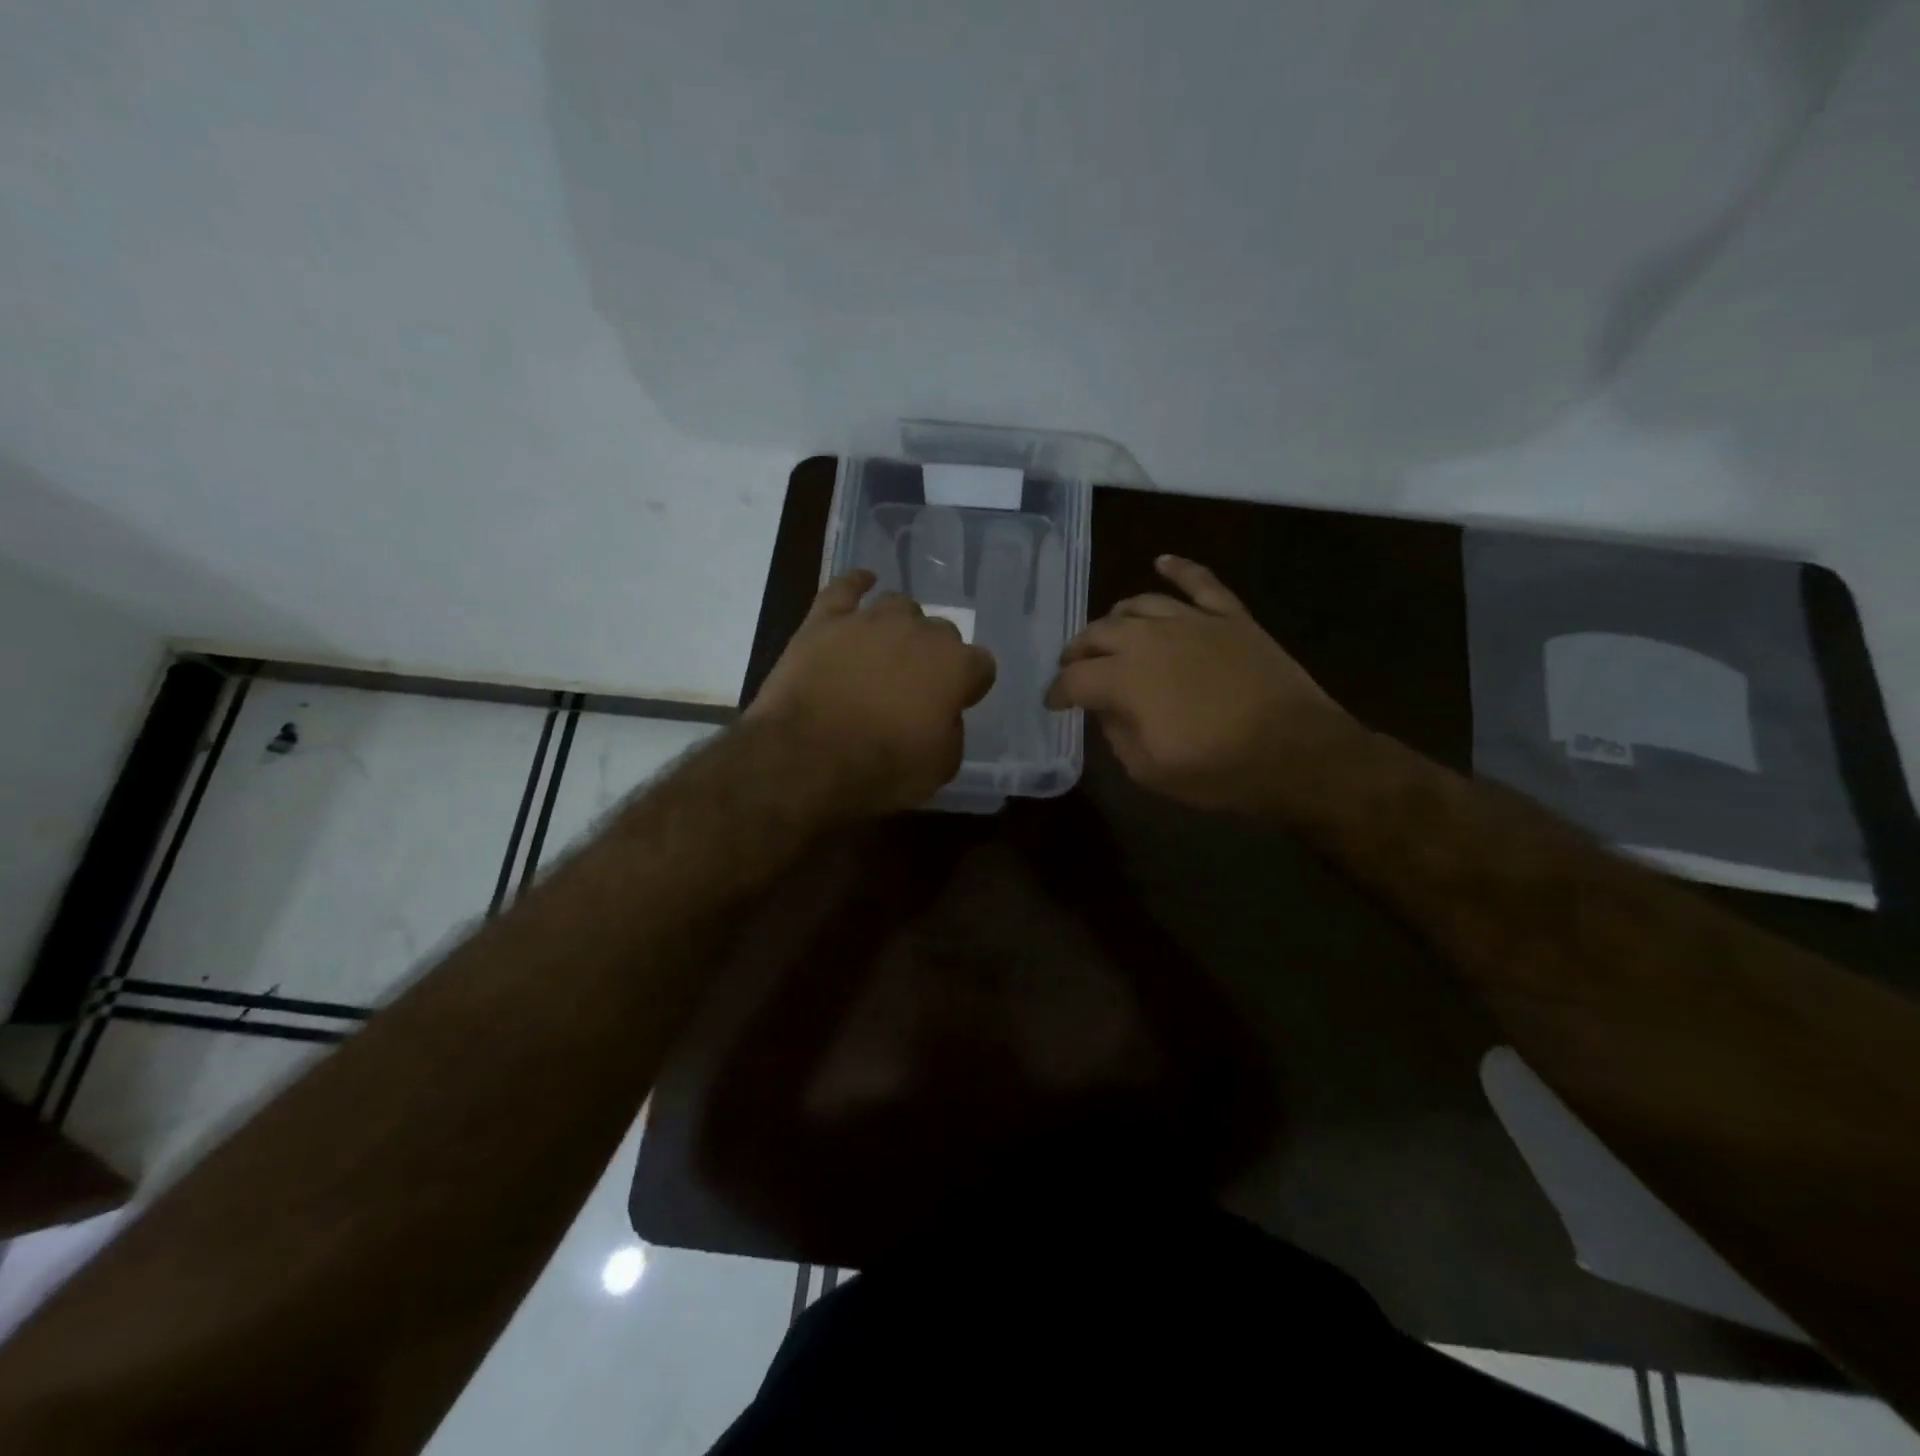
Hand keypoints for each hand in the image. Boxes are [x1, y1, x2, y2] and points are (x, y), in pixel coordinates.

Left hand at [748, 570, 996, 816]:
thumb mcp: (939, 768)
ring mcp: (870, 619)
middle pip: (941, 631)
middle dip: (934, 656)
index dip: (969, 686)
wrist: (805, 757)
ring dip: (900, 627)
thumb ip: (951, 732)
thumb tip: (942, 715)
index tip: (956, 704)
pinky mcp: (825, 619)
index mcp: (955, 667)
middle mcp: (919, 632)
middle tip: (915, 686)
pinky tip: (863, 583)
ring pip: (899, 606)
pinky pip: (846, 587)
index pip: (981, 665)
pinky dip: (856, 584)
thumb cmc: (881, 769)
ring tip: (887, 651)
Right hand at [1044, 556, 1356, 812]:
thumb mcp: (1149, 770)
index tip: (1054, 703)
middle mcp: (1149, 638)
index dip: (1058, 692)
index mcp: (1124, 678)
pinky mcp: (1230, 616)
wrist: (1297, 753)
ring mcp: (1192, 620)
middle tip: (1075, 667)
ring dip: (1116, 619)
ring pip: (1139, 604)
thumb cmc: (1218, 770)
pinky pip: (1199, 582)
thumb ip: (1116, 734)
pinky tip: (1162, 562)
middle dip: (1078, 652)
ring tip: (1110, 634)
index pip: (1074, 678)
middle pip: (1098, 633)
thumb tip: (1106, 709)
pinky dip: (1178, 569)